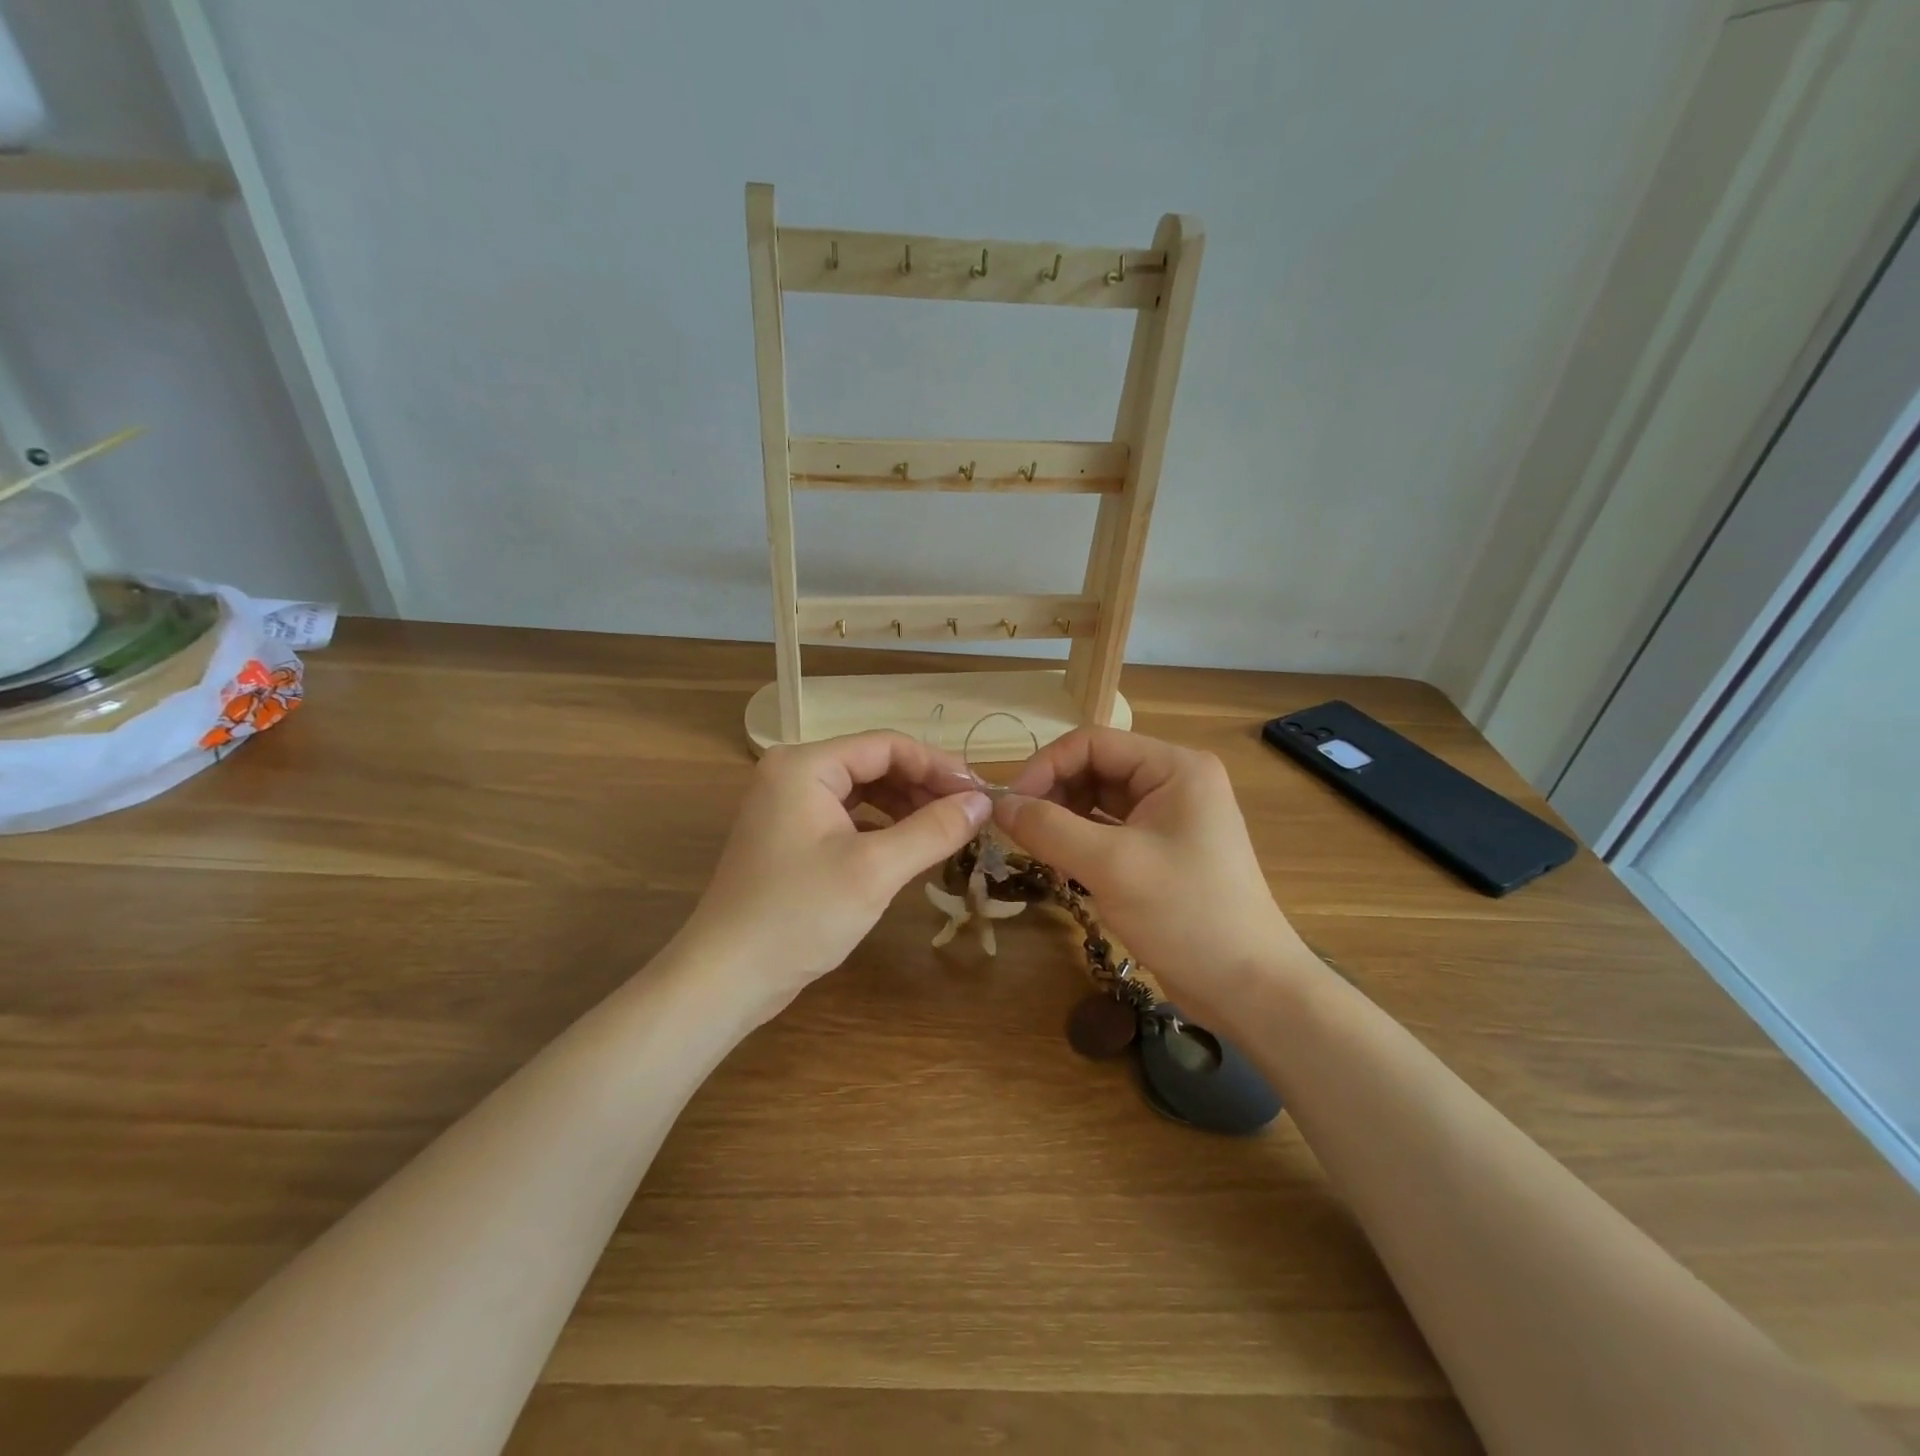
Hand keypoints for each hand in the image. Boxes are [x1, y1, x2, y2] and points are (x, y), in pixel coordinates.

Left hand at [677, 732, 990, 1019]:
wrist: (726, 978)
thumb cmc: (799, 914)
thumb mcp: (875, 870)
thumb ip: (933, 830)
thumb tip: (983, 801)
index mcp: (805, 765)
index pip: (886, 745)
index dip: (938, 766)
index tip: (980, 794)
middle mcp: (793, 774)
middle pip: (874, 764)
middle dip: (924, 786)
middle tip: (970, 815)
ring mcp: (789, 806)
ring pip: (864, 791)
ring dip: (907, 807)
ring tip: (948, 830)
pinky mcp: (791, 837)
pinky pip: (849, 817)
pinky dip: (883, 827)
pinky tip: (911, 846)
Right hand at [994, 727, 1309, 1026]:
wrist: (1248, 989)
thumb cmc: (1186, 915)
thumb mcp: (1111, 866)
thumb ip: (1048, 828)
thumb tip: (998, 806)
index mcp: (1174, 767)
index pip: (1092, 742)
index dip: (1045, 766)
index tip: (1008, 805)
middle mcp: (1173, 782)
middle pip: (1094, 768)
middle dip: (1052, 794)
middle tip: (1016, 831)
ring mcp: (1169, 818)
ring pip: (1098, 801)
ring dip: (1062, 819)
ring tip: (1035, 849)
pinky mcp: (1161, 851)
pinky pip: (1109, 831)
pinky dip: (1079, 842)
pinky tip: (1059, 863)